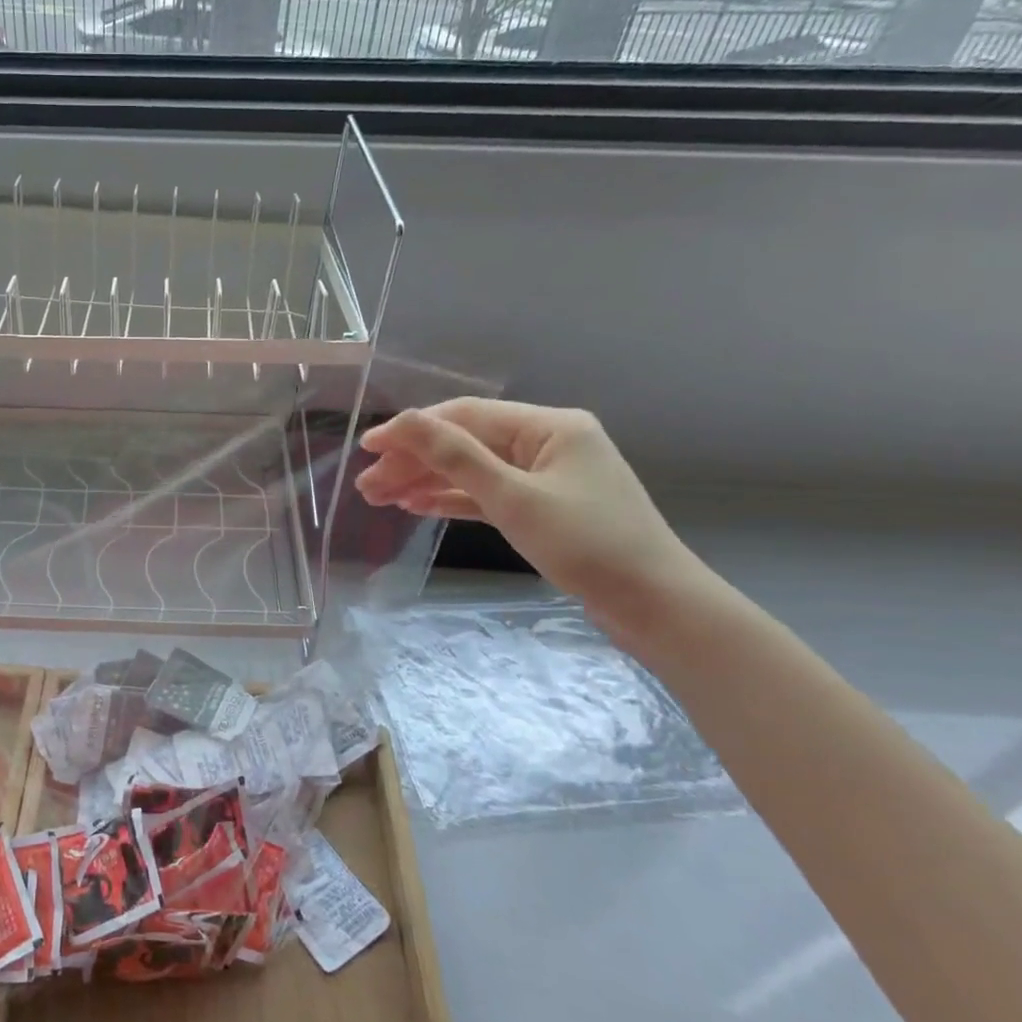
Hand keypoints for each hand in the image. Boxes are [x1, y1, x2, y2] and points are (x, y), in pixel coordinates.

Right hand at [356, 399, 706, 635]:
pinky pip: (487, 494)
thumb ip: (456, 457)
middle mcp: (546, 442)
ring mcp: (545, 476)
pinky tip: (417, 506)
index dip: (412, 429)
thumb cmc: (588, 545)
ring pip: (471, 470)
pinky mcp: (542, 507)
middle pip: (465, 443)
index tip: (368, 449)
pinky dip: (452, 499)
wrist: (654, 605)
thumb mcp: (514, 498)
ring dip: (426, 482)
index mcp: (549, 426)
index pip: (465, 416)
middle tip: (367, 487)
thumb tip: (404, 422)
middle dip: (414, 462)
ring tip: (380, 499)